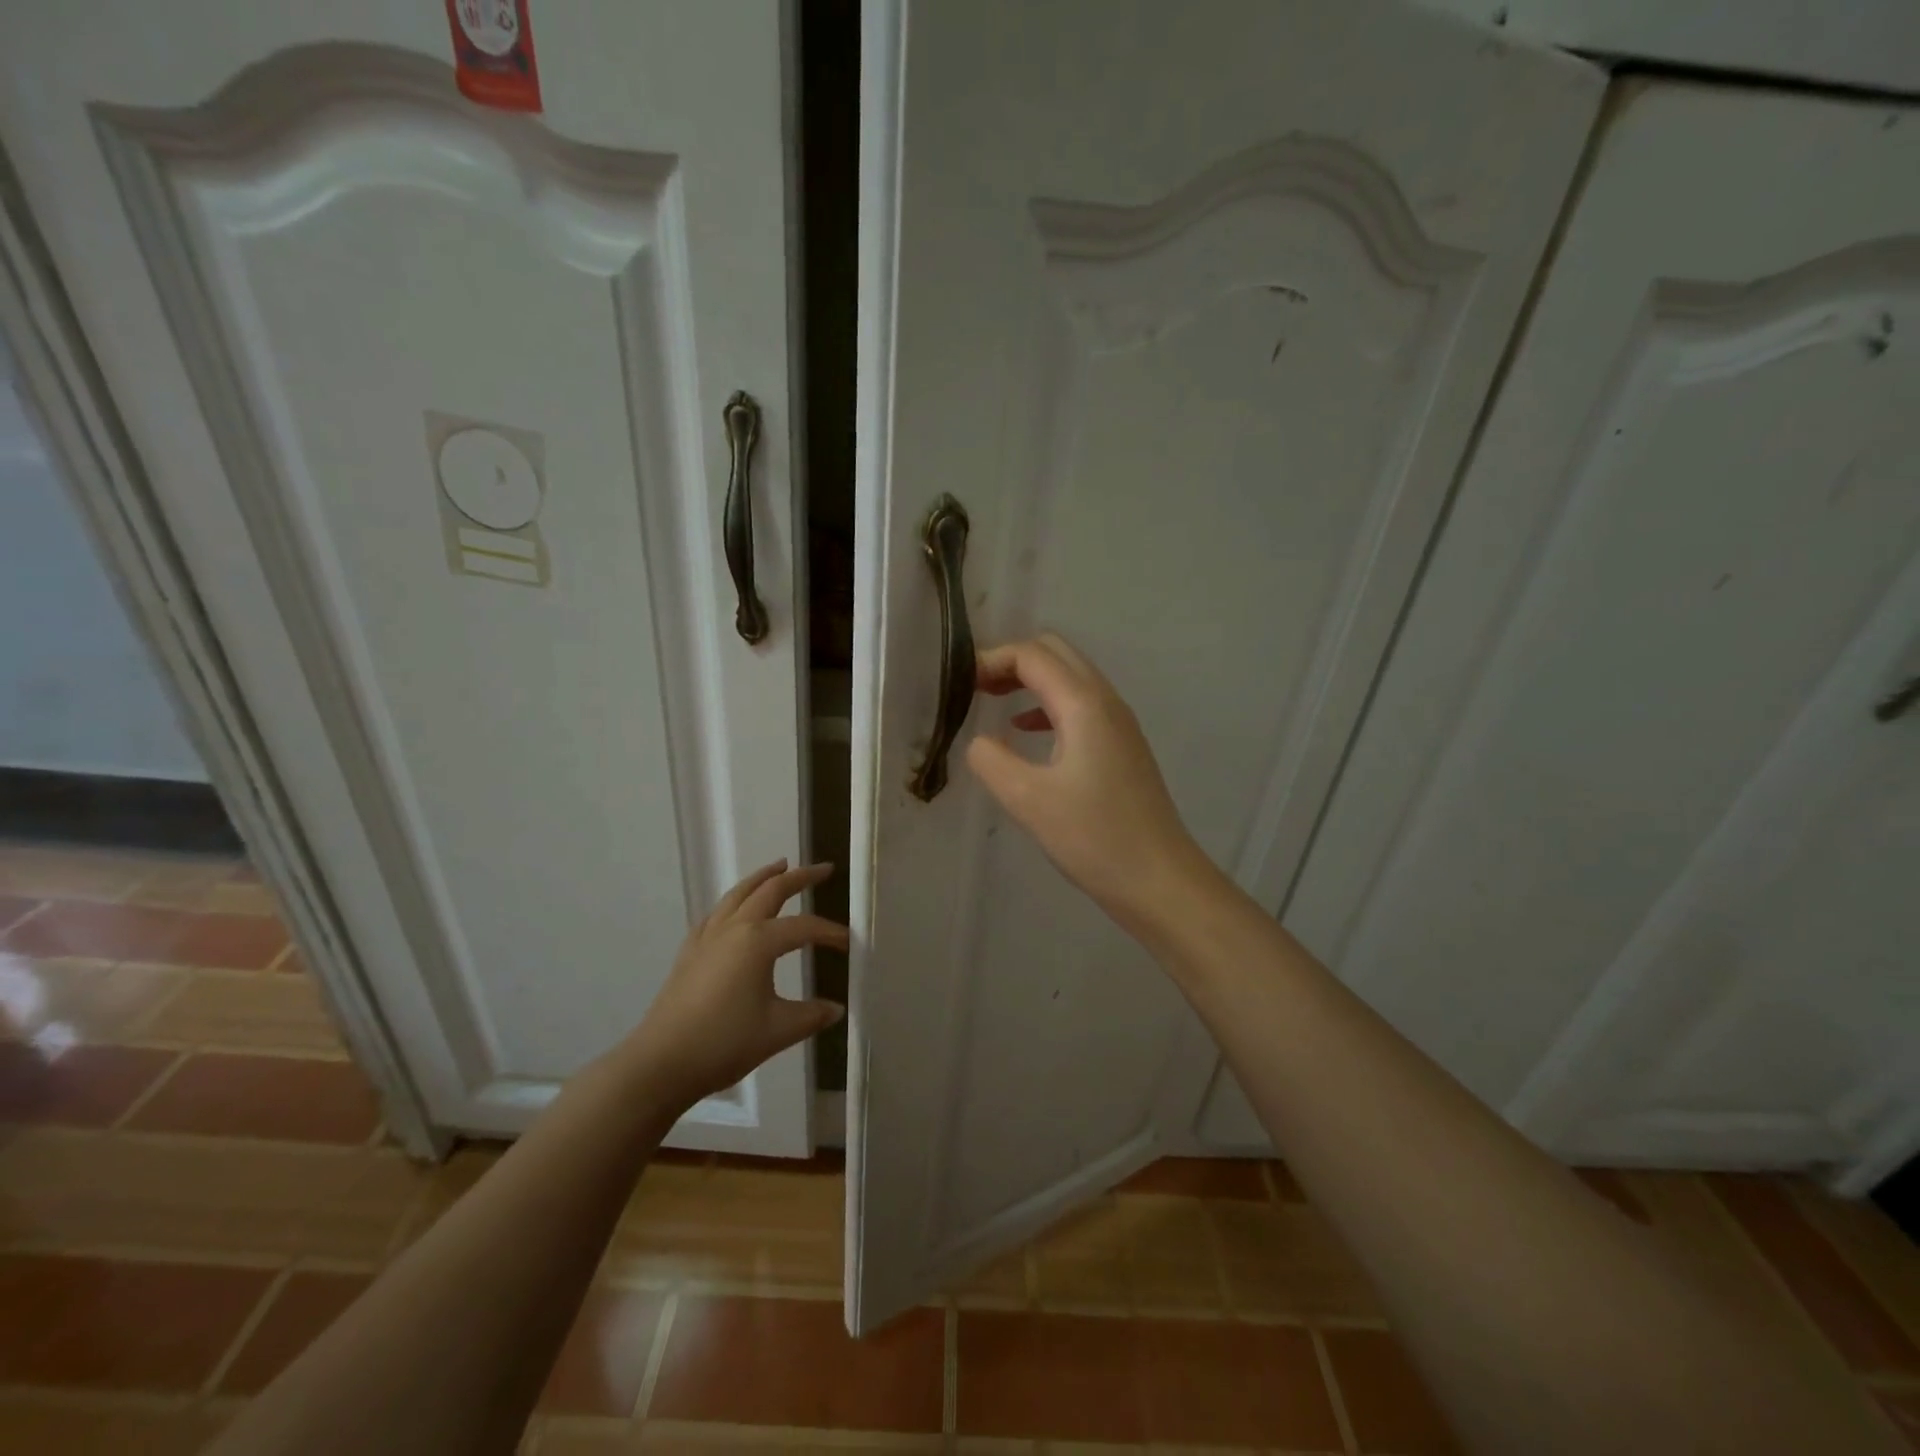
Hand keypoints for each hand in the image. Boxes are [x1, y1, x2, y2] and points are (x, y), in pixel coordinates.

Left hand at [617, 861, 847, 1111]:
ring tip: (780, 866)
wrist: (660, 1063)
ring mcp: (707, 937)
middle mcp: (733, 928)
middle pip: (770, 891)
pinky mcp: (690, 952)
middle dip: (799, 877)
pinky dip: (735, 900)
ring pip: (738, 894)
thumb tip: (836, 1009)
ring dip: (762, 878)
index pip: (804, 928)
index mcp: (758, 941)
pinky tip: (736, 908)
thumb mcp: (778, 1031)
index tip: (850, 943)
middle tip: (823, 869)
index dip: (830, 933)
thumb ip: (811, 1015)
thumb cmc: (723, 1043)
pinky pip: (717, 912)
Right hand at [964, 634, 1211, 930]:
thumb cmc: (1094, 838)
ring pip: (1070, 678)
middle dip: (1011, 661)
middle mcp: (1106, 702)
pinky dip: (1047, 705)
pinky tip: (1025, 732)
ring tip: (991, 701)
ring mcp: (1119, 724)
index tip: (958, 685)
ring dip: (1030, 680)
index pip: (1032, 655)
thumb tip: (979, 741)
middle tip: (974, 688)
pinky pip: (1080, 705)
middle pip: (1055, 653)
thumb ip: (991, 760)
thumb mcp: (1028, 799)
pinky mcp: (1122, 747)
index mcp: (1084, 705)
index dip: (991, 660)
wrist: (1159, 880)